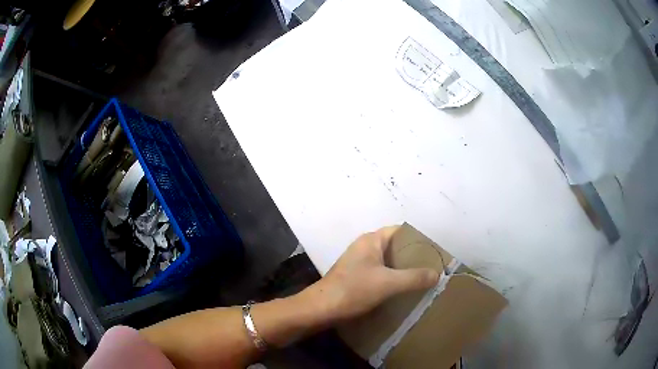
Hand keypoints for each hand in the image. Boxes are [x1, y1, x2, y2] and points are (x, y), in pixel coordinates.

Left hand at [304, 226, 439, 322]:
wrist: (321, 309)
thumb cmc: (353, 290)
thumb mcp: (388, 283)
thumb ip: (414, 278)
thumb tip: (437, 274)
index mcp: (371, 240)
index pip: (400, 231)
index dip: (418, 238)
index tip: (434, 250)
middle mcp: (365, 247)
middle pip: (395, 246)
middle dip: (413, 256)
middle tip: (432, 266)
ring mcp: (359, 262)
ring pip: (388, 261)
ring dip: (403, 268)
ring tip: (422, 278)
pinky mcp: (356, 277)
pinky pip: (380, 272)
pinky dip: (393, 278)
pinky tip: (403, 288)